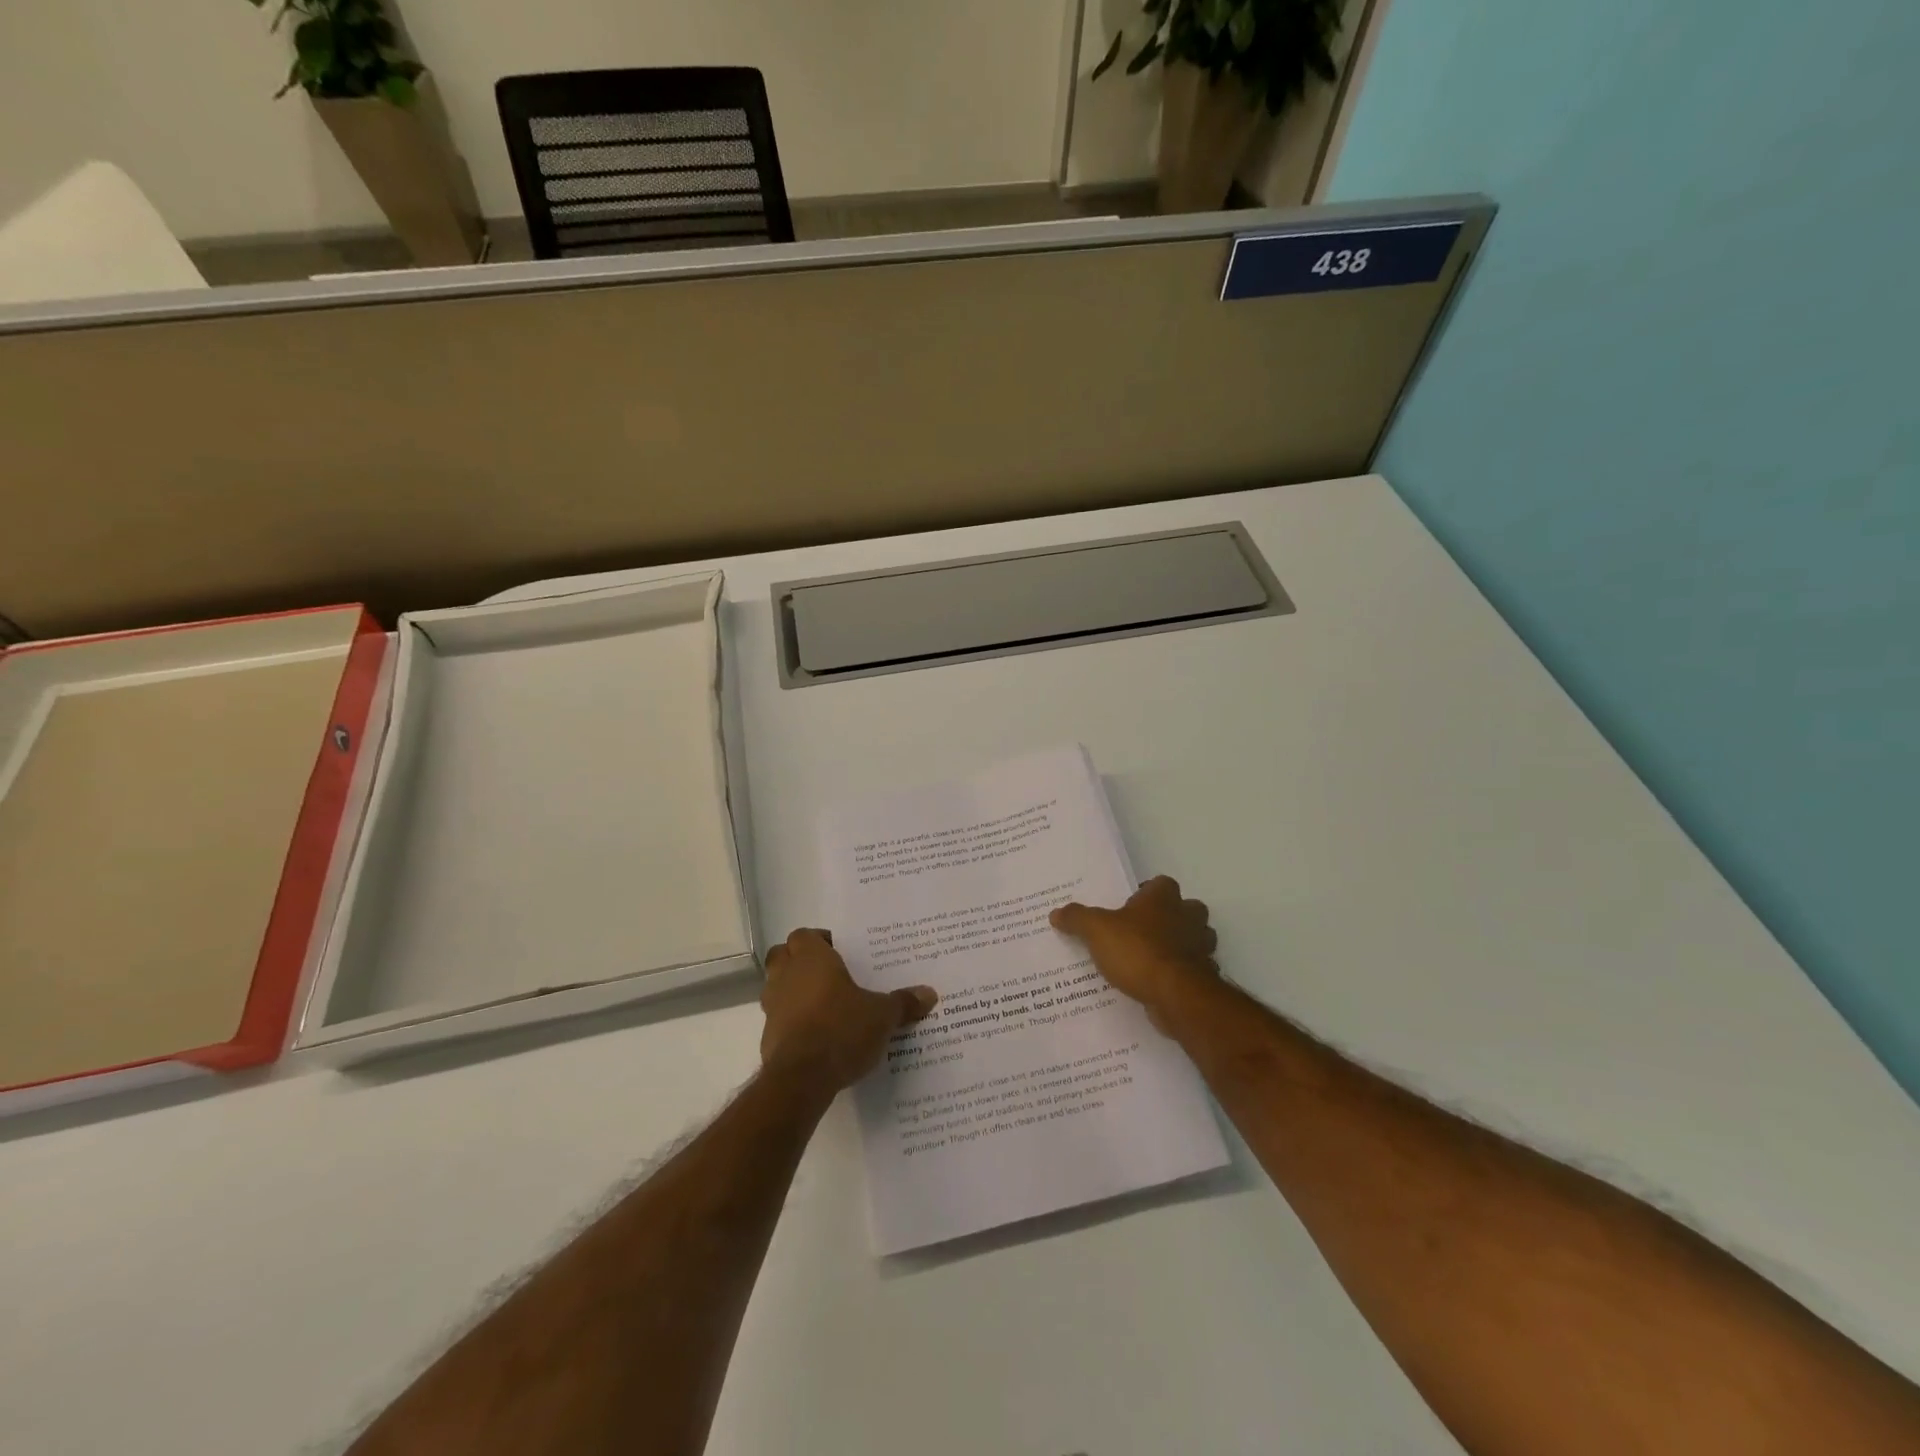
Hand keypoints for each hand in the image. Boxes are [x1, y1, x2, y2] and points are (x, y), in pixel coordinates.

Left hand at [760, 929, 937, 1093]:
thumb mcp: (882, 1016)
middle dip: (801, 960)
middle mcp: (786, 976)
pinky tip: (816, 1035)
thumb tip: (929, 994)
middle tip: (829, 973)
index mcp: (812, 959)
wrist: (801, 1079)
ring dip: (795, 991)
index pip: (804, 935)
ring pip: (777, 986)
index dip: (820, 940)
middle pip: (783, 955)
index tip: (840, 952)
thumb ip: (903, 1003)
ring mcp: (773, 1007)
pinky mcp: (768, 1036)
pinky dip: (792, 1021)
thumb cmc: (841, 1029)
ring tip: (825, 1005)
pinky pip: (779, 1019)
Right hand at [1050, 876, 1220, 1028]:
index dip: (1148, 892)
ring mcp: (1201, 947)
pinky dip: (1182, 974)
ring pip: (1197, 939)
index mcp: (1163, 898)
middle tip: (1144, 930)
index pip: (1161, 884)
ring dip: (1182, 945)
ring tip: (1153, 957)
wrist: (1175, 994)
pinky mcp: (1204, 976)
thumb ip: (1077, 919)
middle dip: (1173, 917)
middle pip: (1187, 909)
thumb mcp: (1096, 930)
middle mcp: (1188, 917)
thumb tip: (1056, 913)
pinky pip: (1194, 970)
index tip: (1131, 906)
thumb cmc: (1137, 950)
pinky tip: (1162, 983)